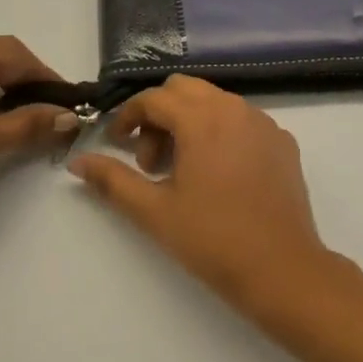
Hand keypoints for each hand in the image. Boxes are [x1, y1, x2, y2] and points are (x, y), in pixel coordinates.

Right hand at [69, 76, 331, 312]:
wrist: (284, 272)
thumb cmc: (213, 240)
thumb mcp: (154, 212)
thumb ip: (113, 180)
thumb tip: (78, 161)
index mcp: (202, 118)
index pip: (154, 98)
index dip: (128, 117)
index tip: (117, 145)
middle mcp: (234, 108)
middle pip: (184, 89)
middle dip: (159, 116)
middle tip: (150, 162)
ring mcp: (264, 122)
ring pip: (214, 102)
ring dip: (189, 122)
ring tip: (182, 171)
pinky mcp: (282, 141)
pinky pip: (242, 120)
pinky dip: (221, 133)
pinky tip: (219, 176)